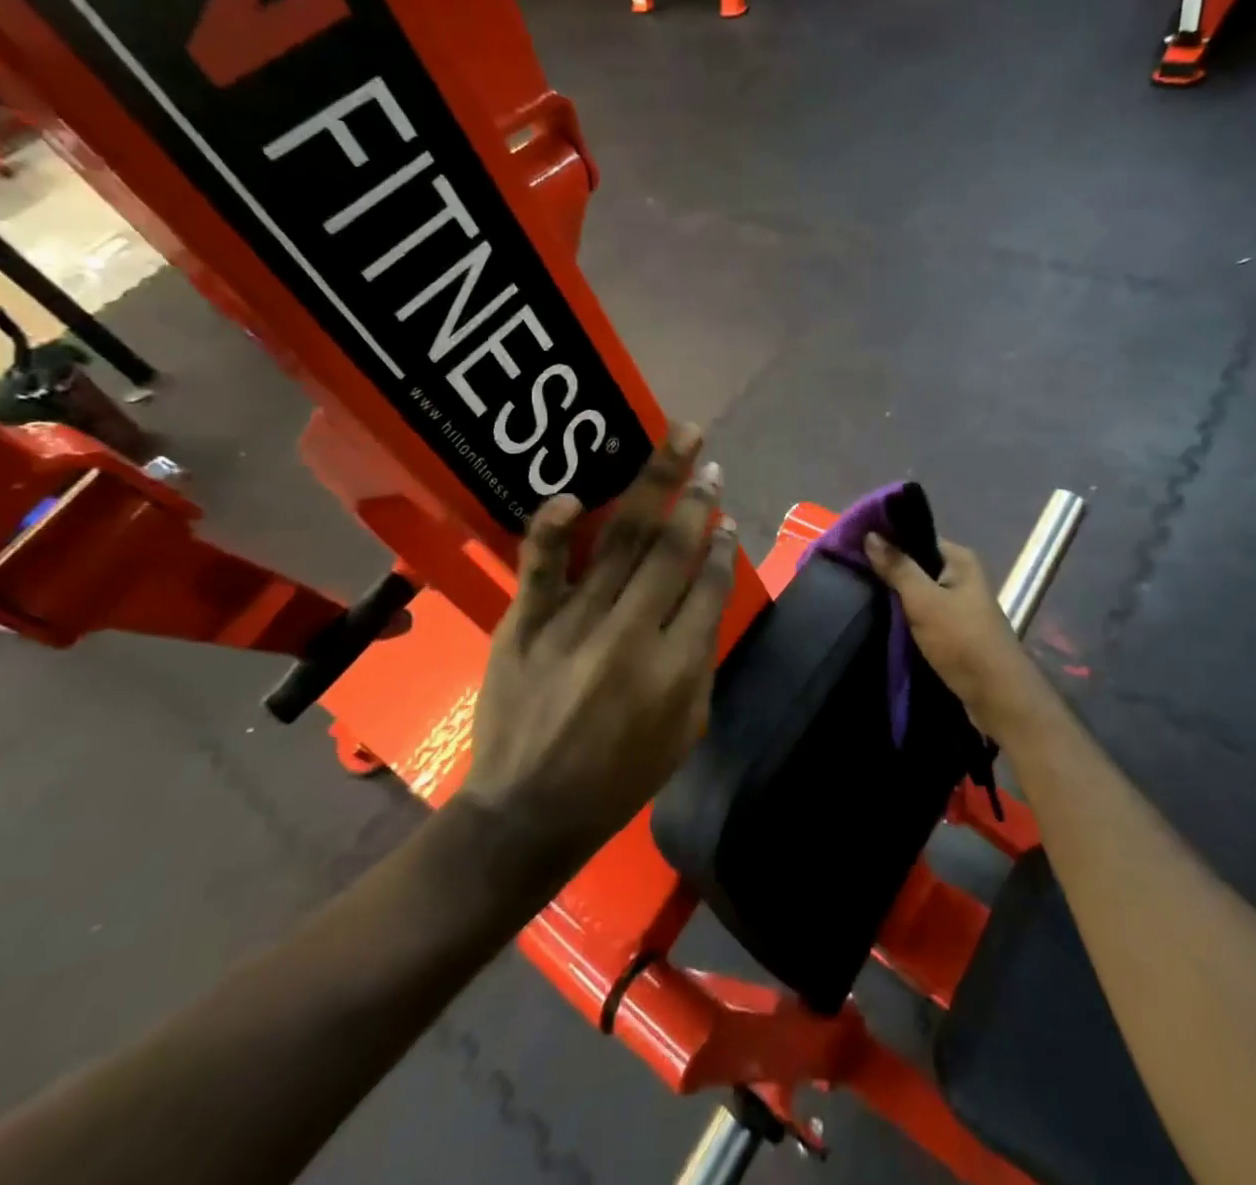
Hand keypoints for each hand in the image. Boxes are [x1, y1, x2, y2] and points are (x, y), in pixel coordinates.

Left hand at [457, 427, 737, 861]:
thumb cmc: (618, 779)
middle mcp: (631, 634)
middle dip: (697, 500)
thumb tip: (704, 595)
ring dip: (654, 486)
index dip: (723, 546)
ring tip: (677, 442)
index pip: (709, 586)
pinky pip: (540, 564)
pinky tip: (577, 494)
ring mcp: (574, 623)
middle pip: (672, 550)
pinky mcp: (526, 622)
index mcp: (676, 667)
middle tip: (709, 462)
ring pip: (621, 540)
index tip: (728, 518)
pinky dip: (554, 526)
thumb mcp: (685, 731)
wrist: (528, 813)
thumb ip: (699, 661)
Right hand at [864, 532, 1054, 744]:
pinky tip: (880, 617)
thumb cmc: (961, 640)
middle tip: (850, 570)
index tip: (853, 543)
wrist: (996, 696)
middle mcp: (962, 576)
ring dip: (895, 594)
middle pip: (917, 564)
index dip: (887, 539)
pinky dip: (905, 614)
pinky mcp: (953, 629)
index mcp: (960, 559)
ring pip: (918, 591)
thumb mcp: (924, 601)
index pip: (917, 537)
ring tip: (858, 591)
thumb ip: (897, 567)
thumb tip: (871, 534)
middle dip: (888, 568)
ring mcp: (959, 604)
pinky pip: (923, 613)